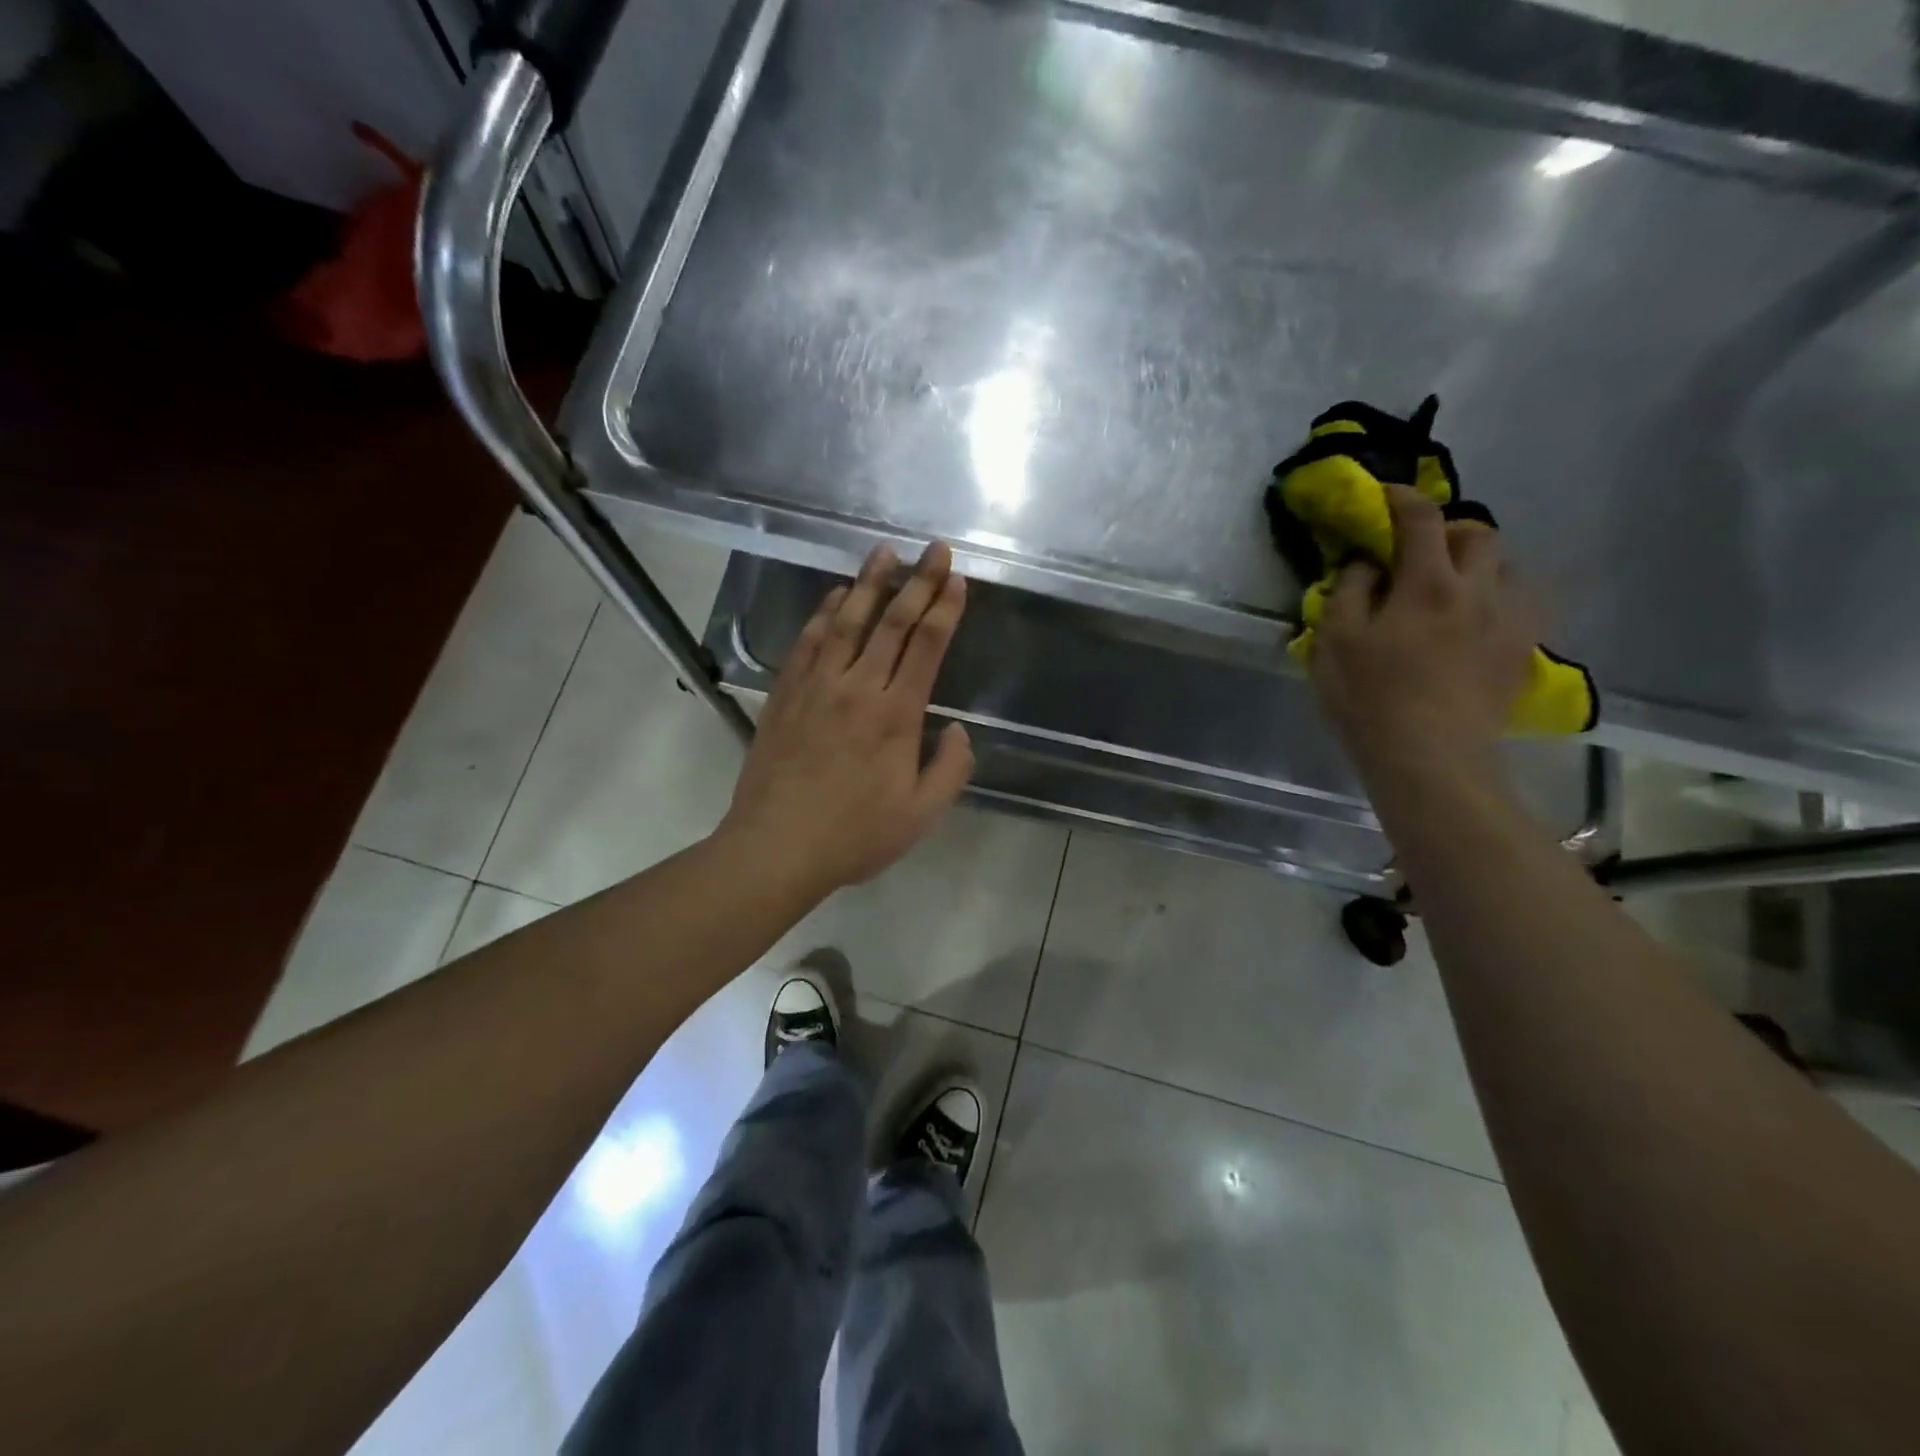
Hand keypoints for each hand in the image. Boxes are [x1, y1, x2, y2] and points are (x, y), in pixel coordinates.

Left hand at [717, 542, 973, 900]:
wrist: (776, 847)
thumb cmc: (854, 836)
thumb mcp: (921, 814)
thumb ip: (951, 768)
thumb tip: (958, 730)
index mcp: (896, 716)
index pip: (926, 647)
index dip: (945, 609)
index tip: (956, 578)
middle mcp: (857, 688)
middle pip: (892, 623)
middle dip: (918, 582)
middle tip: (934, 549)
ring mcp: (816, 686)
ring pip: (847, 621)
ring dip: (868, 583)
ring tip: (885, 553)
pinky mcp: (785, 694)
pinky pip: (809, 641)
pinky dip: (825, 613)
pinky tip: (835, 596)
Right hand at [1310, 485, 1538, 772]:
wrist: (1429, 758)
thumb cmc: (1370, 700)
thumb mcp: (1334, 644)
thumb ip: (1347, 594)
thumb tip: (1365, 564)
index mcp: (1426, 585)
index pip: (1421, 519)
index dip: (1401, 498)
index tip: (1384, 495)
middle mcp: (1477, 592)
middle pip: (1478, 534)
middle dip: (1448, 530)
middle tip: (1419, 551)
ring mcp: (1507, 622)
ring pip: (1508, 567)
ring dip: (1479, 563)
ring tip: (1453, 584)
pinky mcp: (1521, 652)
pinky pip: (1524, 606)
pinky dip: (1502, 597)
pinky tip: (1482, 617)